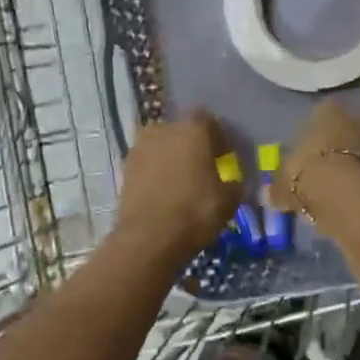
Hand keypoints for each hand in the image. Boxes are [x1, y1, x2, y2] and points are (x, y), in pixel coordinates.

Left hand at [113, 112, 240, 265]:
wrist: (148, 238)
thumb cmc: (196, 211)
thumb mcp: (230, 199)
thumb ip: (235, 181)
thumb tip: (232, 179)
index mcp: (193, 128)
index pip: (210, 121)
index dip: (219, 139)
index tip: (225, 158)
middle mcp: (164, 129)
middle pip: (182, 131)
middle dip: (193, 146)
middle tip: (203, 169)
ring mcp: (140, 147)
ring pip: (162, 146)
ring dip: (172, 158)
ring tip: (182, 182)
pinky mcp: (125, 168)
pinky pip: (148, 164)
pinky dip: (156, 173)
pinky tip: (165, 192)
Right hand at [271, 101, 359, 212]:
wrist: (346, 195)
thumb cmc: (308, 174)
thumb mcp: (283, 183)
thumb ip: (278, 187)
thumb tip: (270, 195)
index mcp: (328, 110)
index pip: (322, 112)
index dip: (315, 132)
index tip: (309, 150)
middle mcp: (357, 118)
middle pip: (348, 129)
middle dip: (339, 145)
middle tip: (325, 167)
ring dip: (355, 163)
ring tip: (339, 186)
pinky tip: (353, 196)